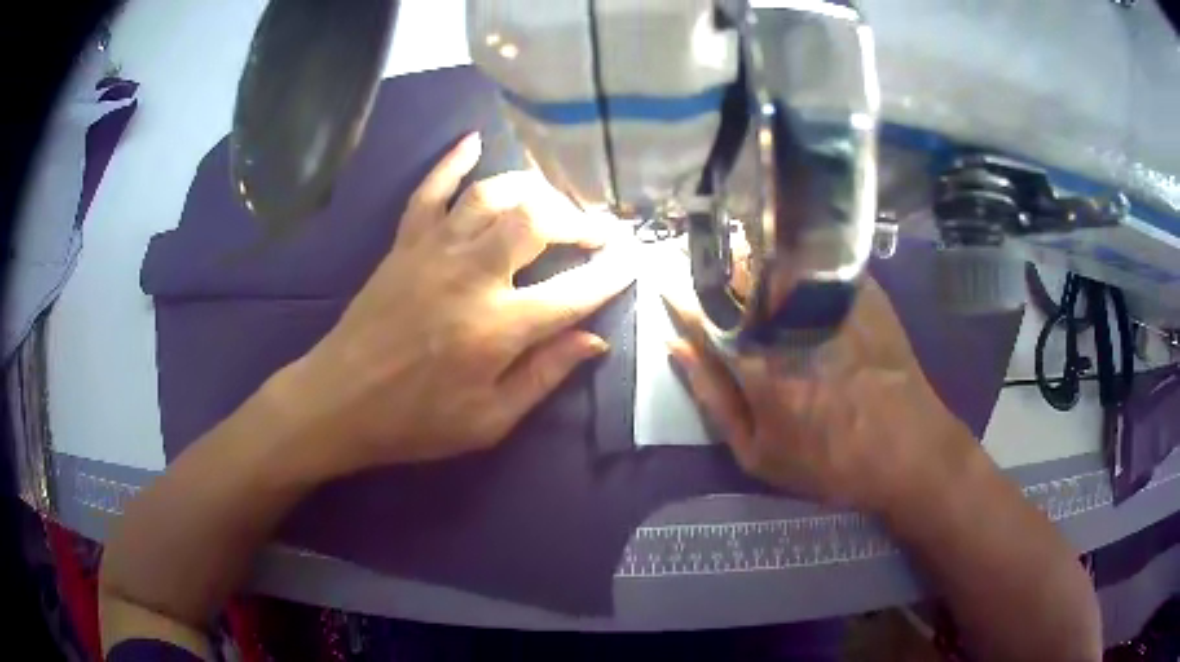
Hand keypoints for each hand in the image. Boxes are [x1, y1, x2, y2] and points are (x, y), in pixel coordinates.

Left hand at [279, 133, 634, 476]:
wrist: (339, 401)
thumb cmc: (415, 420)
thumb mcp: (488, 421)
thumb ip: (544, 376)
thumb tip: (594, 340)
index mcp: (498, 328)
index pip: (574, 291)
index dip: (610, 274)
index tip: (632, 260)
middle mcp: (472, 275)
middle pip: (536, 221)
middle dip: (577, 221)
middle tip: (595, 232)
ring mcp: (434, 251)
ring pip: (492, 195)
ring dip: (531, 190)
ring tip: (551, 203)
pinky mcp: (404, 242)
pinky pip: (430, 189)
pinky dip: (453, 161)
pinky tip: (473, 141)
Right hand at [666, 277, 972, 513]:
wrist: (908, 450)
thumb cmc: (828, 462)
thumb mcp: (757, 453)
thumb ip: (711, 396)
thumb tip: (675, 346)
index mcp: (755, 360)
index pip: (700, 308)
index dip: (678, 294)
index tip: (667, 286)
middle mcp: (789, 317)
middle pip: (736, 271)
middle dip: (716, 274)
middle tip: (718, 289)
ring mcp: (829, 297)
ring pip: (773, 258)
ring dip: (753, 264)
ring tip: (755, 285)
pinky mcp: (861, 288)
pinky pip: (814, 260)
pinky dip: (795, 265)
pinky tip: (799, 284)